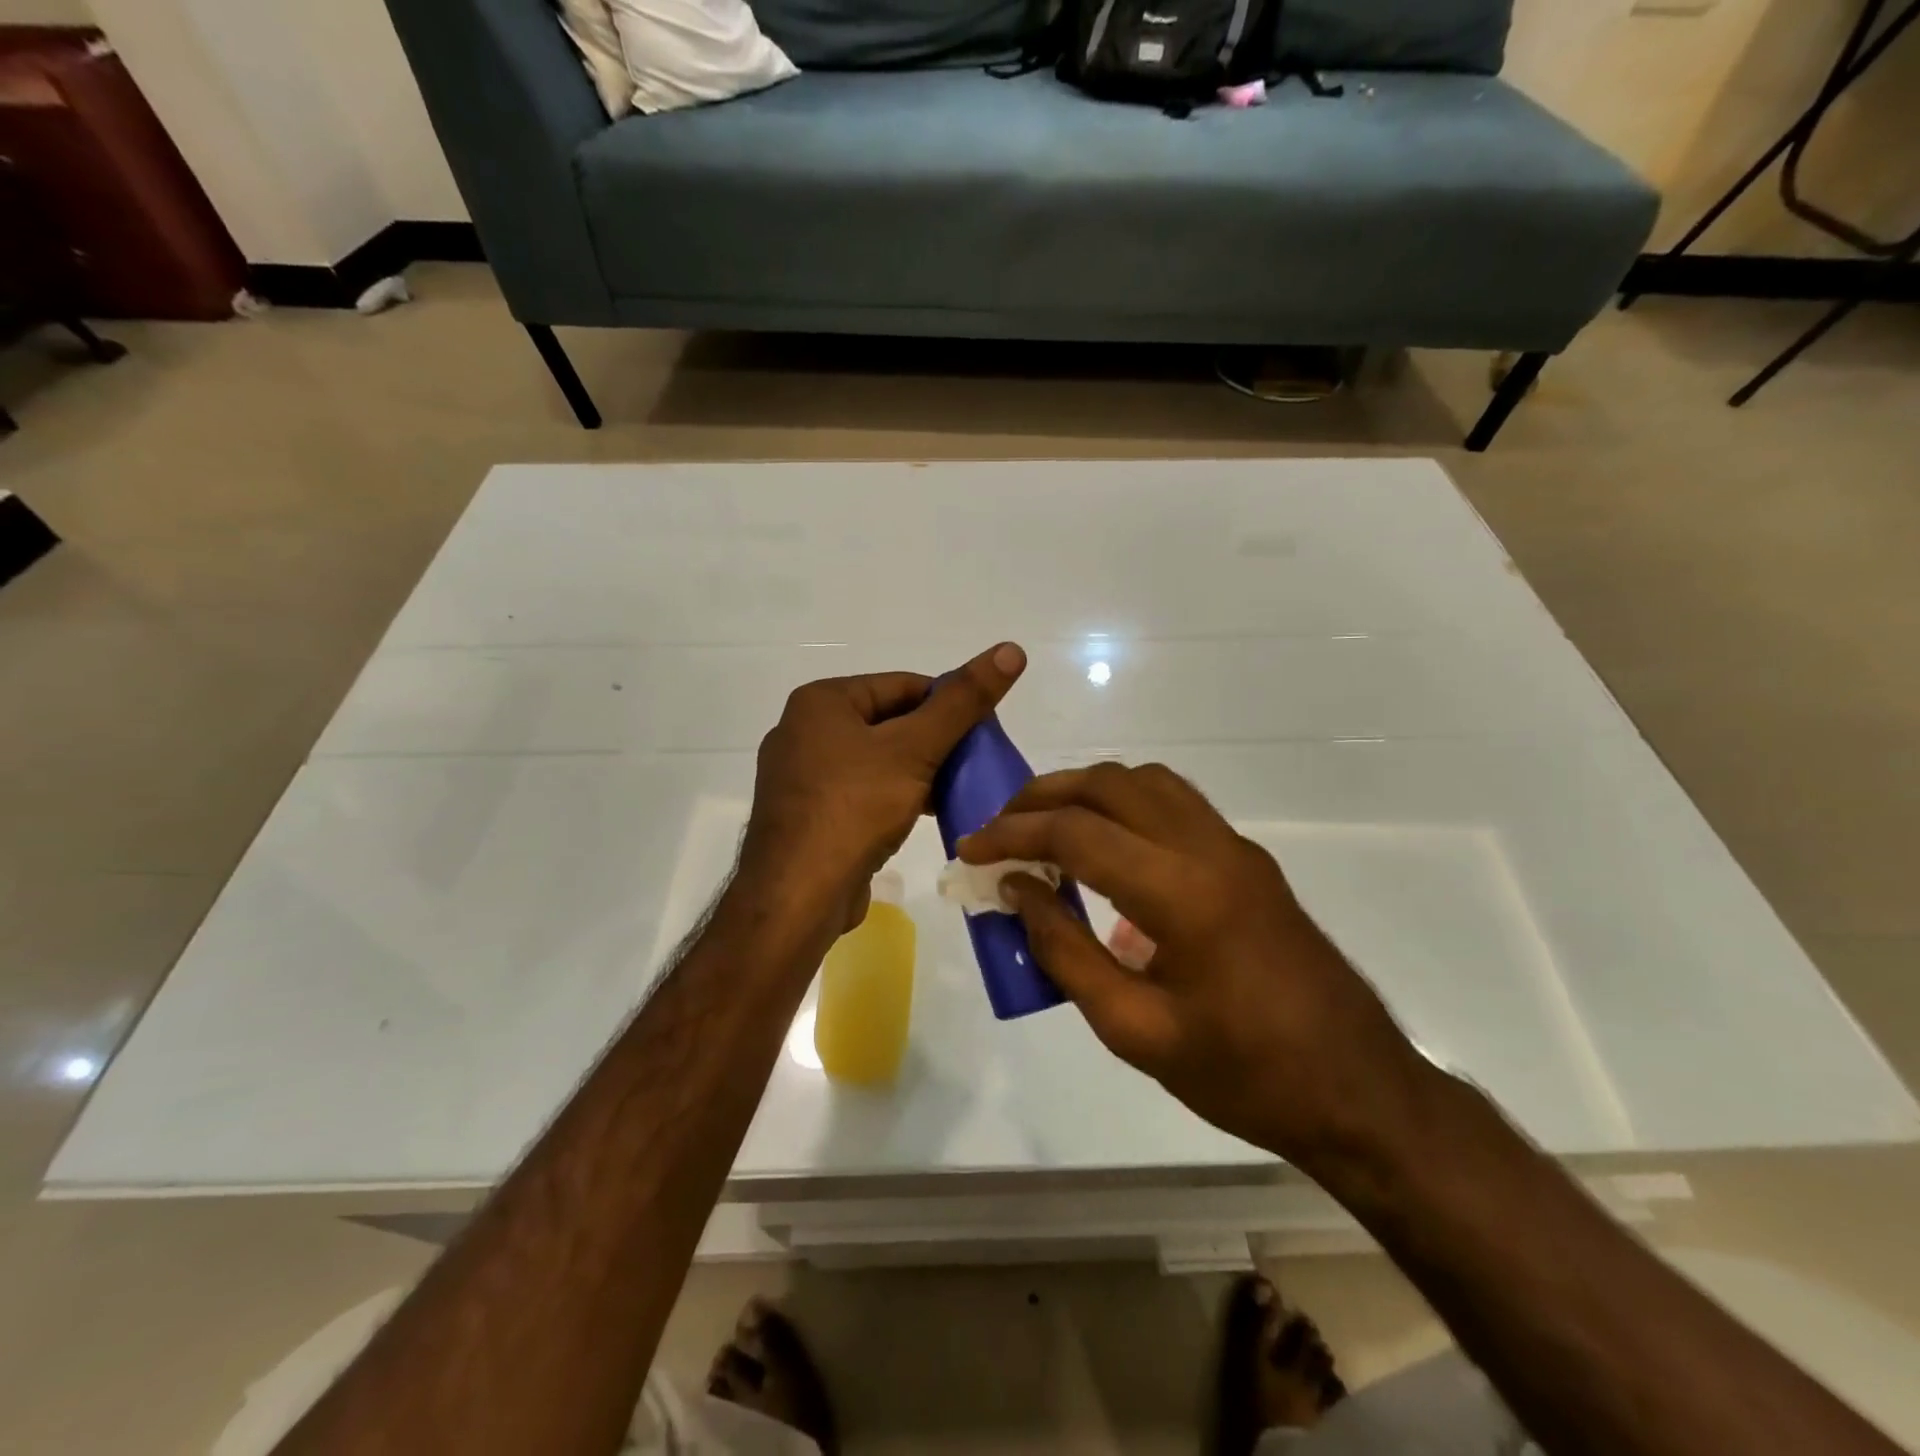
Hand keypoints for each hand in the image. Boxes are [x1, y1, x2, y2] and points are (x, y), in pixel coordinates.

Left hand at [739, 643, 1026, 935]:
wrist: (797, 896)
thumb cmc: (854, 809)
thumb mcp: (916, 749)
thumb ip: (963, 701)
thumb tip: (1011, 648)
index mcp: (822, 701)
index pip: (903, 685)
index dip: (950, 703)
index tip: (985, 731)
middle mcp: (805, 730)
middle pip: (890, 721)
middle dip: (935, 742)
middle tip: (977, 764)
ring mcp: (802, 775)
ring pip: (878, 760)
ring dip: (919, 772)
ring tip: (959, 790)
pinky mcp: (809, 814)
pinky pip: (861, 791)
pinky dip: (895, 796)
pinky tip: (926, 814)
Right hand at [958, 763, 1435, 1177]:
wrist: (1359, 1092)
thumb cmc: (1244, 1076)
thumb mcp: (1136, 1031)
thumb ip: (1066, 952)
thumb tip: (1018, 890)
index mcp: (1183, 893)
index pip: (1078, 833)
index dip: (1013, 833)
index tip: (970, 849)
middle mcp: (1210, 849)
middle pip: (1111, 784)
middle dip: (1044, 795)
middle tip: (1000, 827)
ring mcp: (1235, 848)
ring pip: (1146, 782)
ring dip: (1087, 791)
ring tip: (1045, 828)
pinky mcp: (1248, 860)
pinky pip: (1174, 804)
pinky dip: (1124, 805)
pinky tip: (1104, 849)